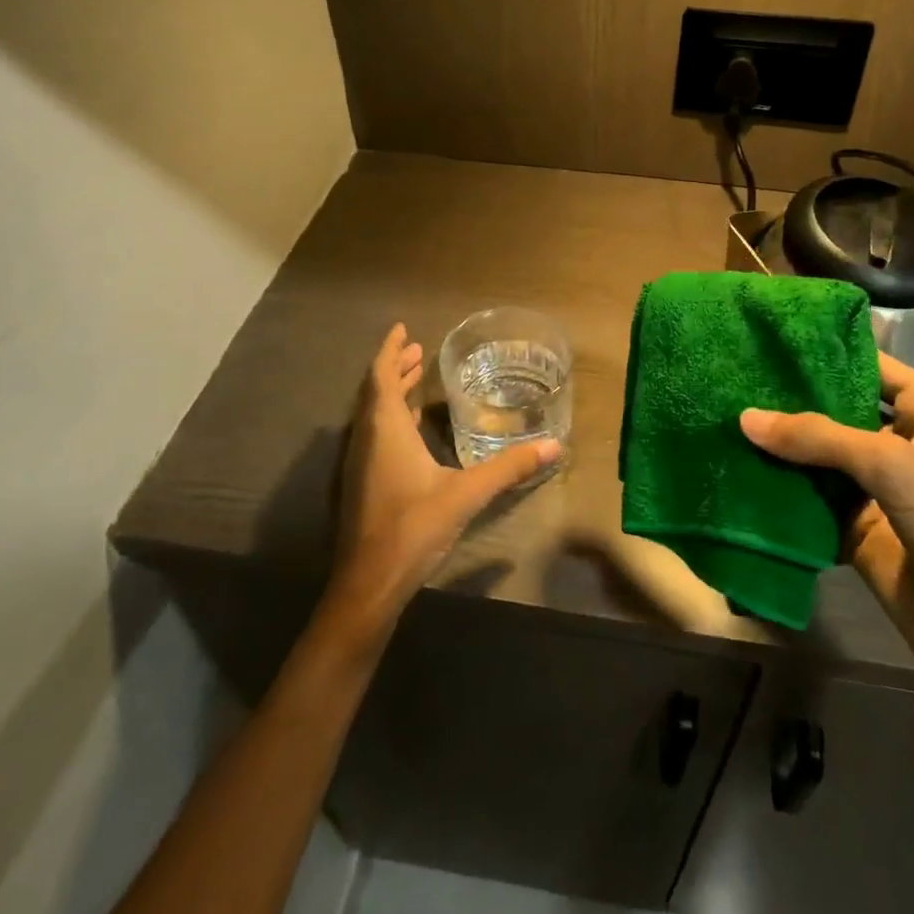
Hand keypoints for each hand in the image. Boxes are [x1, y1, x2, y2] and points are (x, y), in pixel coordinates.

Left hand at [329, 325, 558, 628]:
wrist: (369, 584)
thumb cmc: (413, 527)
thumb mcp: (466, 493)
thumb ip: (508, 468)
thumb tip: (552, 446)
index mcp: (386, 430)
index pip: (381, 376)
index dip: (390, 350)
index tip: (403, 329)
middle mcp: (368, 439)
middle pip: (376, 391)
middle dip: (396, 367)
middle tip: (417, 350)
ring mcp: (361, 464)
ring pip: (374, 414)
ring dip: (392, 392)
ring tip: (415, 376)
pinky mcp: (364, 484)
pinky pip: (376, 435)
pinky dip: (392, 417)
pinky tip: (412, 427)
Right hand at [741, 354, 913, 762]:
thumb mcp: (892, 464)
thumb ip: (817, 437)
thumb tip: (744, 418)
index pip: (868, 363)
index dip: (823, 350)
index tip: (766, 337)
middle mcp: (900, 441)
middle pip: (835, 411)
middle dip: (788, 401)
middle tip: (730, 380)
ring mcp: (878, 489)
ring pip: (818, 459)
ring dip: (780, 449)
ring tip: (722, 420)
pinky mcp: (858, 531)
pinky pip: (813, 503)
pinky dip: (782, 494)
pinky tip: (737, 473)